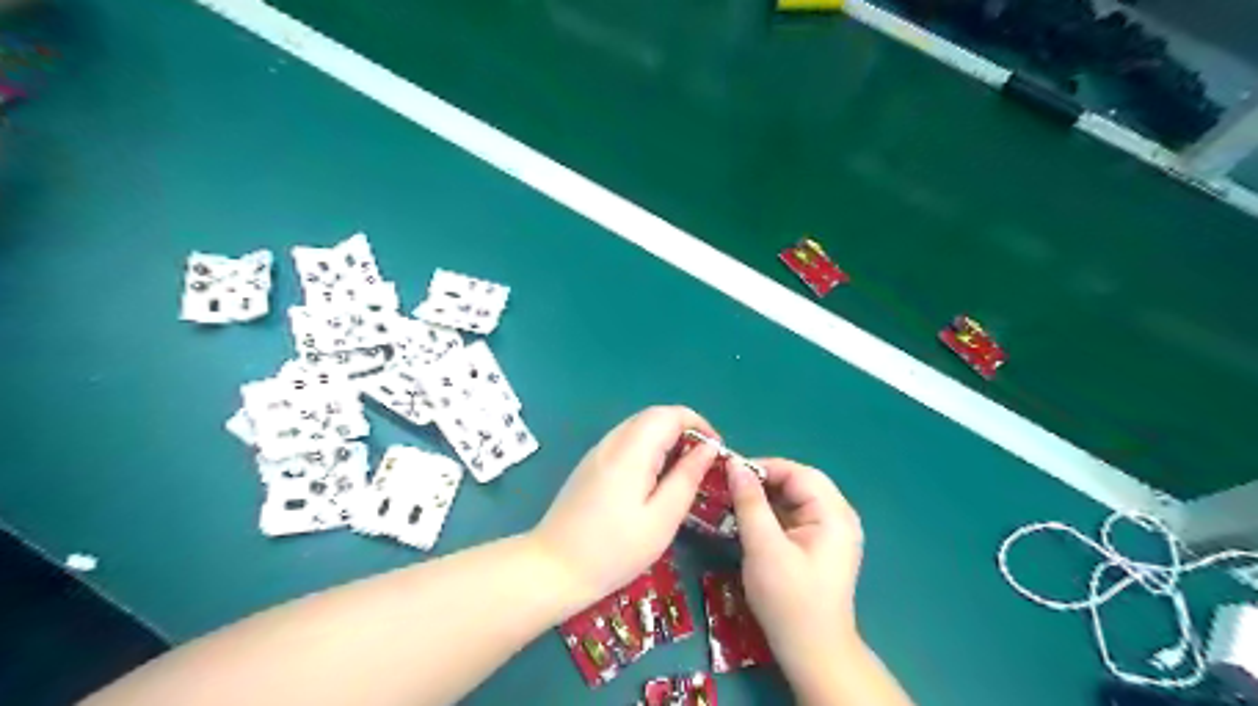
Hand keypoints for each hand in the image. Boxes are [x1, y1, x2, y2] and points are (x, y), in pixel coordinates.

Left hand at [530, 407, 721, 604]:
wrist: (552, 568)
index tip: (716, 450)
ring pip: (639, 428)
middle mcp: (612, 442)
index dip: (698, 423)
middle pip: (654, 416)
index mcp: (631, 451)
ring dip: (666, 440)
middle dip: (684, 430)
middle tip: (703, 463)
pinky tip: (654, 480)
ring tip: (684, 472)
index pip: (669, 414)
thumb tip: (708, 448)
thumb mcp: (661, 519)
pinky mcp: (590, 465)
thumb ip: (687, 478)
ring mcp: (598, 452)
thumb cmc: (613, 550)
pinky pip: (626, 442)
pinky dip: (648, 449)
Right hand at [728, 457, 866, 682]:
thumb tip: (734, 465)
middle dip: (763, 481)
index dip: (762, 467)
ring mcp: (832, 531)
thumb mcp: (763, 548)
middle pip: (798, 483)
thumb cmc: (789, 600)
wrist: (813, 653)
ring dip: (765, 497)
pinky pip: (795, 515)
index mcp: (834, 514)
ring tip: (733, 500)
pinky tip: (749, 519)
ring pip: (795, 498)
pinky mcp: (821, 544)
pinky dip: (772, 513)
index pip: (798, 473)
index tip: (728, 472)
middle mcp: (838, 516)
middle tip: (729, 486)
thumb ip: (750, 503)